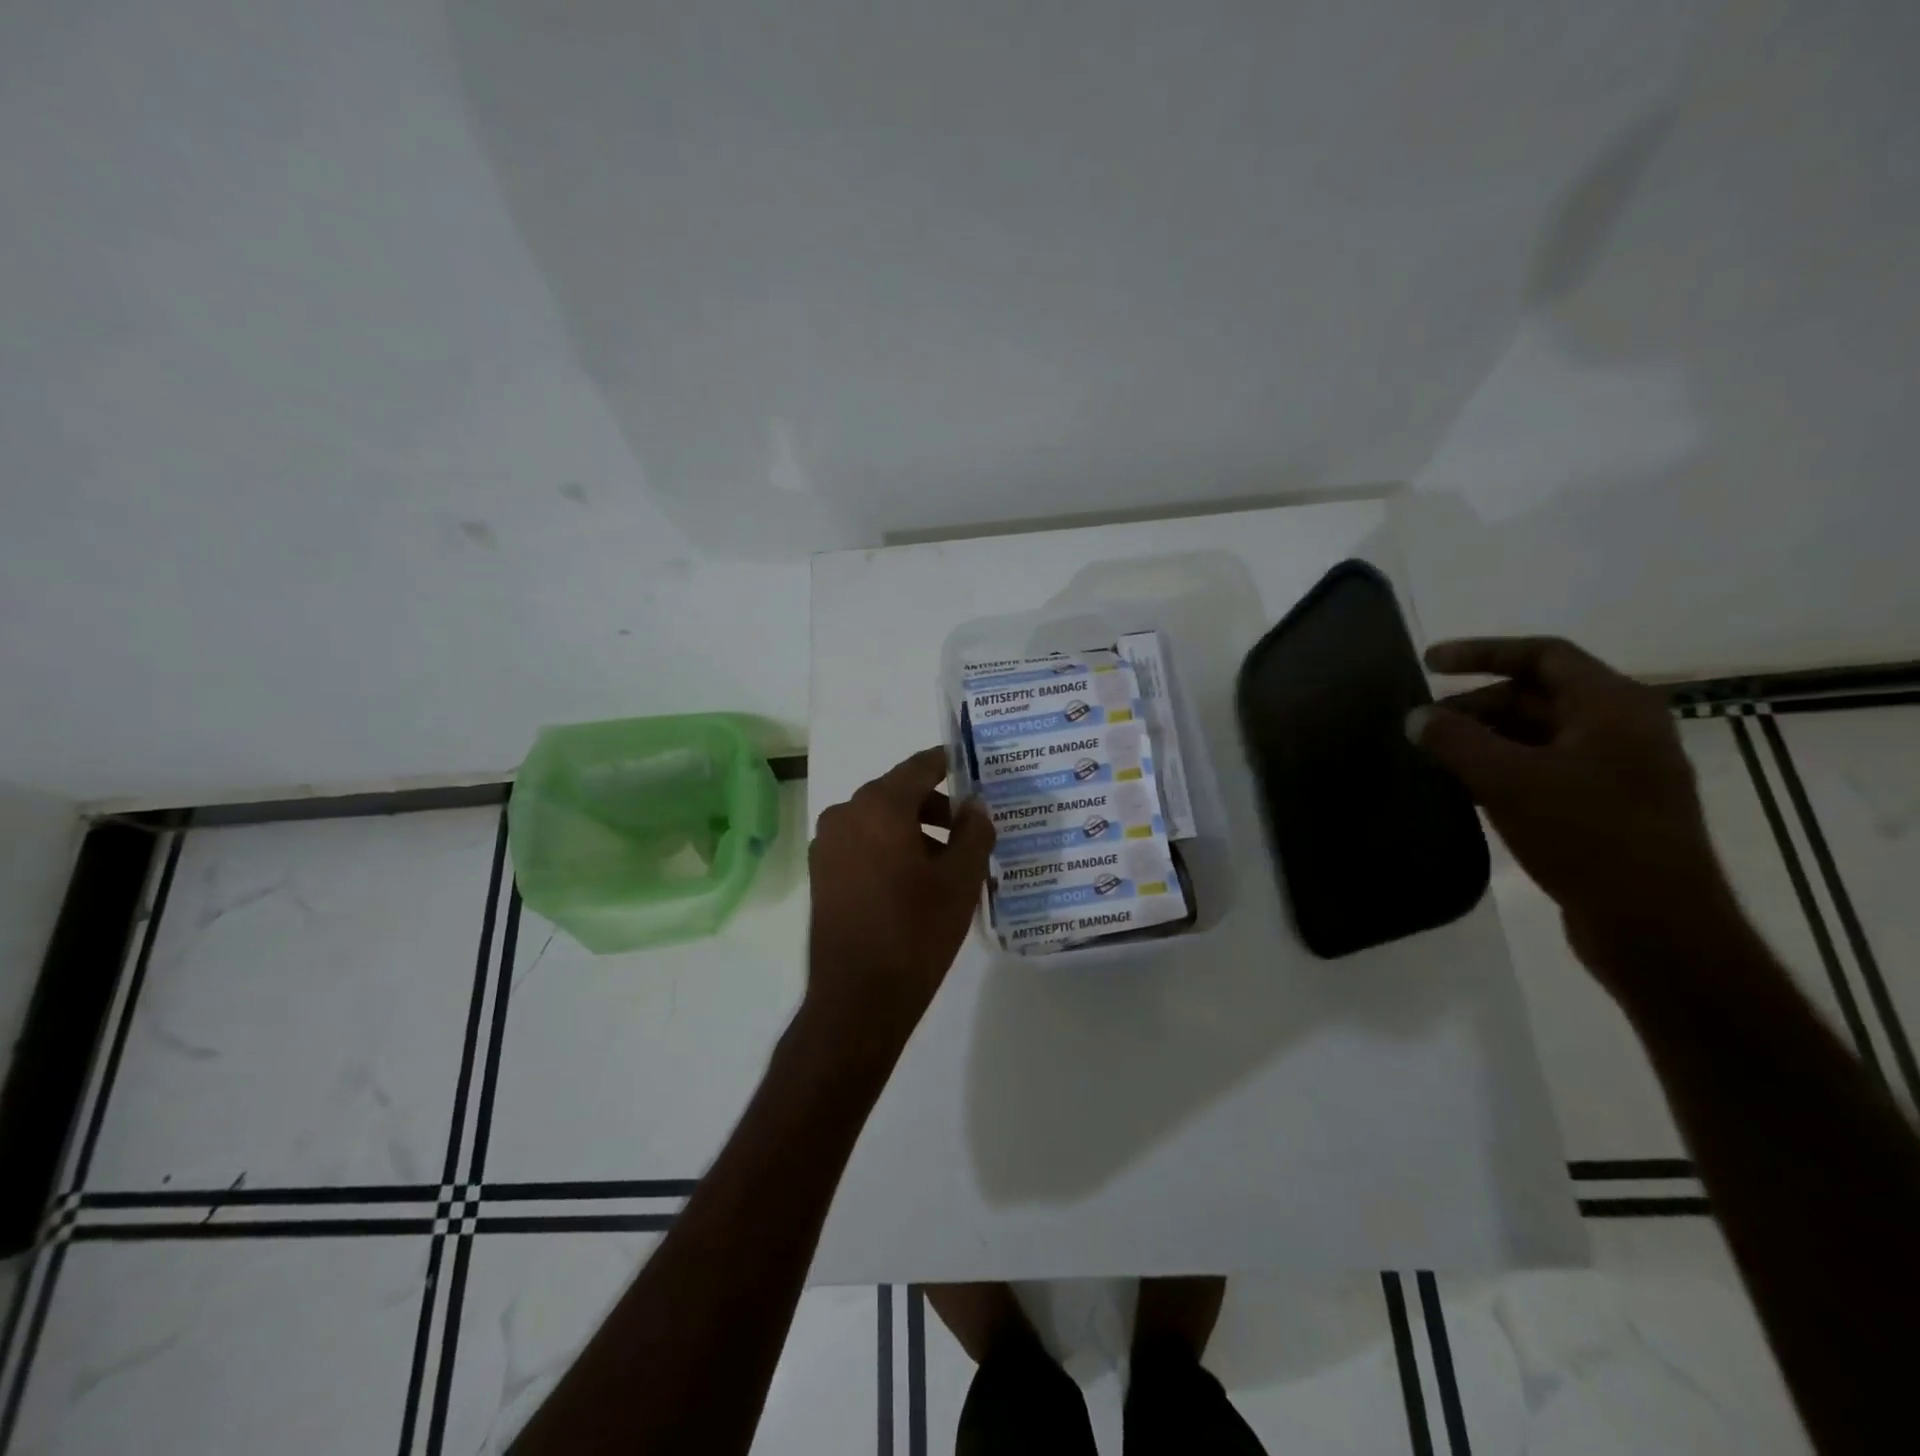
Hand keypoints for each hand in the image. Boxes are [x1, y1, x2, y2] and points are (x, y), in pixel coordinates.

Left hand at [802, 747, 994, 1069]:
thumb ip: (974, 832)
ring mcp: (827, 844)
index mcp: (879, 805)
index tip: (972, 769)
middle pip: (898, 793)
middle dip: (935, 806)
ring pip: (879, 820)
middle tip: (970, 829)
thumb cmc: (916, 931)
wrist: (858, 997)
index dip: (949, 764)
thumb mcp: (961, 880)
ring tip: (948, 862)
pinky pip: (861, 844)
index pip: (920, 767)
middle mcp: (845, 813)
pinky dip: (889, 848)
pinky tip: (914, 881)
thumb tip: (976, 805)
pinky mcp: (821, 873)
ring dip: (913, 830)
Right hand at [1410, 636, 1738, 981]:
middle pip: (1537, 695)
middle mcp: (1622, 728)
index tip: (1428, 663)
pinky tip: (1465, 788)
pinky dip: (1502, 768)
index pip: (1542, 655)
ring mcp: (1618, 770)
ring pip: (1538, 735)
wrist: (1656, 926)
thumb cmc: (1586, 835)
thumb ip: (1455, 740)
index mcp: (1613, 706)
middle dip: (1475, 704)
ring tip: (1435, 755)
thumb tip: (1415, 717)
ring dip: (1485, 738)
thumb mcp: (1508, 780)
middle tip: (1423, 724)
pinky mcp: (1606, 807)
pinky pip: (1544, 769)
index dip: (1481, 652)